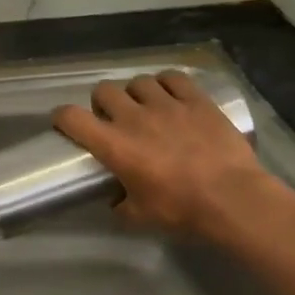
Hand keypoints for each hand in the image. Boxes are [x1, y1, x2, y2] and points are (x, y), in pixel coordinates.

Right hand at [53, 72, 272, 238]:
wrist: (232, 198)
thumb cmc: (181, 210)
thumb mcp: (140, 217)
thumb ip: (120, 205)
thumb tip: (115, 200)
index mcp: (114, 145)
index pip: (72, 117)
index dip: (62, 117)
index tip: (65, 124)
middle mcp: (134, 117)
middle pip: (103, 91)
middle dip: (102, 103)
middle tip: (112, 118)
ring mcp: (167, 104)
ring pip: (138, 81)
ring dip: (135, 93)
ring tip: (144, 106)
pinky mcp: (196, 99)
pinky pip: (173, 78)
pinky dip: (167, 84)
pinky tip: (171, 94)